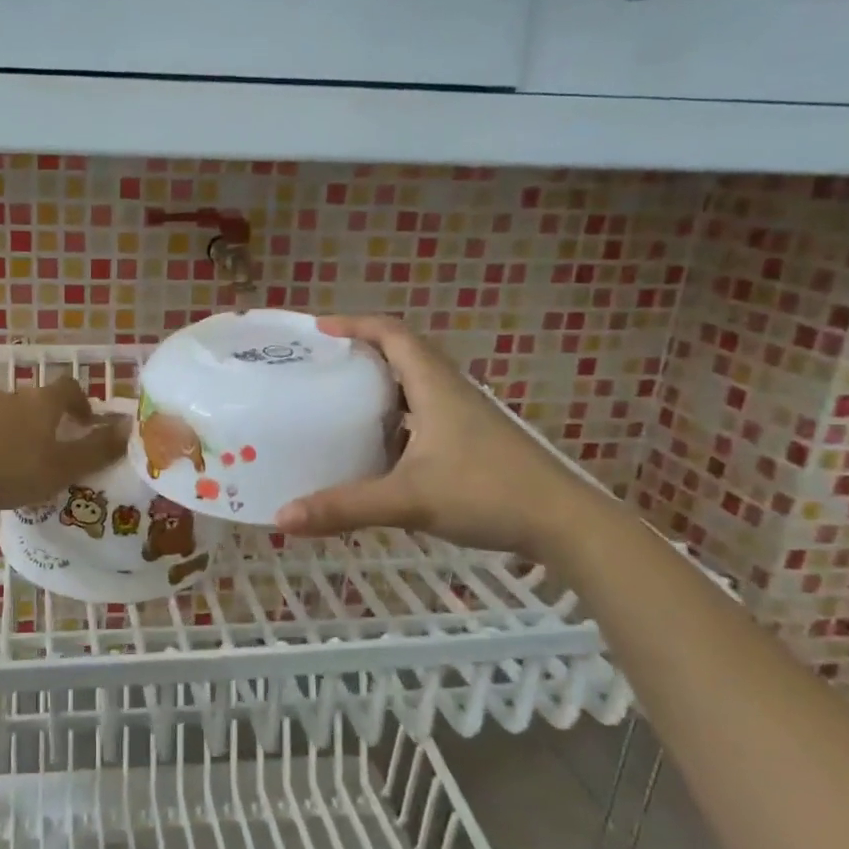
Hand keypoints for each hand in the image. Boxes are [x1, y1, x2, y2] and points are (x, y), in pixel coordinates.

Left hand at [0, 376, 128, 512]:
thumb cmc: (13, 470)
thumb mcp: (64, 466)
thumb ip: (98, 448)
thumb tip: (129, 427)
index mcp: (43, 401)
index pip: (69, 387)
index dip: (82, 402)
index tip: (86, 424)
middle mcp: (15, 396)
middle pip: (40, 400)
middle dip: (53, 419)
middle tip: (60, 448)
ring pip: (13, 414)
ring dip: (25, 431)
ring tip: (27, 461)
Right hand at [275, 316, 611, 558]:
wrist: (566, 524)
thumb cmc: (487, 495)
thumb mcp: (408, 500)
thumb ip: (344, 507)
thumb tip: (282, 518)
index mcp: (435, 387)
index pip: (393, 334)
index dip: (356, 324)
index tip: (319, 329)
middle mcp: (452, 392)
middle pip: (404, 353)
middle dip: (363, 351)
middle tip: (324, 364)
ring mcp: (467, 416)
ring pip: (417, 385)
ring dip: (382, 384)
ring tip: (343, 400)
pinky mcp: (475, 440)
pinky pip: (427, 412)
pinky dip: (398, 417)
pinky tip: (381, 447)